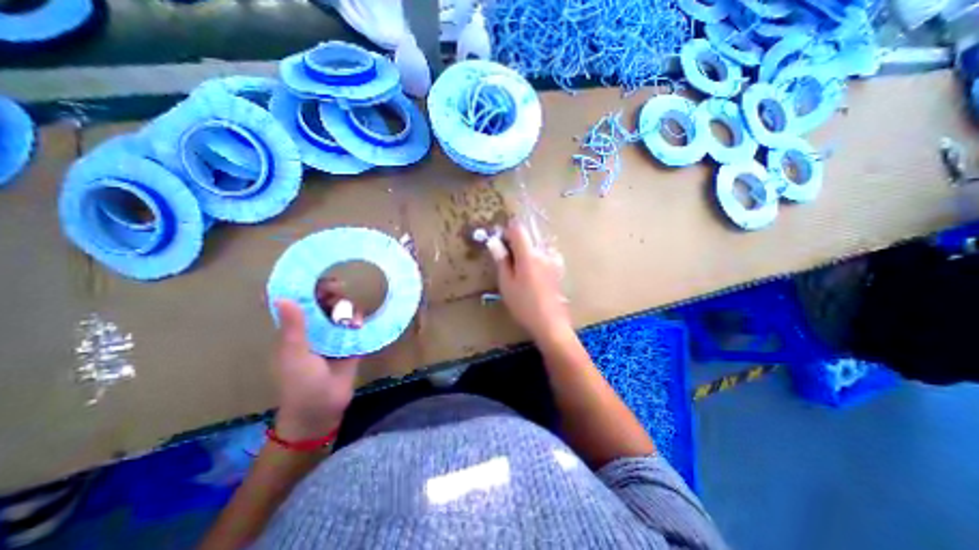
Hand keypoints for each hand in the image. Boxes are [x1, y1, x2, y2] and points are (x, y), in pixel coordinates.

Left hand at [270, 281, 362, 440]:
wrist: (322, 408)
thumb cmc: (301, 382)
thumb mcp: (294, 353)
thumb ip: (293, 327)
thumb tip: (282, 297)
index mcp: (297, 331)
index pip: (304, 303)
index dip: (313, 290)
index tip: (327, 282)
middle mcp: (316, 330)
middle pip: (326, 305)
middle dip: (334, 296)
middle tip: (342, 294)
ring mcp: (334, 337)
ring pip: (343, 314)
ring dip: (348, 310)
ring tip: (351, 318)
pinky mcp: (350, 345)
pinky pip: (356, 327)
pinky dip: (358, 321)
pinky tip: (359, 324)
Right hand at [493, 219, 570, 343]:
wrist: (550, 323)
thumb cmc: (524, 305)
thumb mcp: (506, 283)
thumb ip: (501, 260)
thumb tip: (494, 241)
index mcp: (528, 254)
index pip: (518, 228)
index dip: (506, 232)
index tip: (500, 244)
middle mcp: (543, 252)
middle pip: (528, 236)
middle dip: (515, 243)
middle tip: (507, 261)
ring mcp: (553, 260)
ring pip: (536, 245)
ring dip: (525, 251)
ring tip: (519, 271)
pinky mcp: (558, 268)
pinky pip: (545, 254)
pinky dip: (536, 258)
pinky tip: (533, 275)